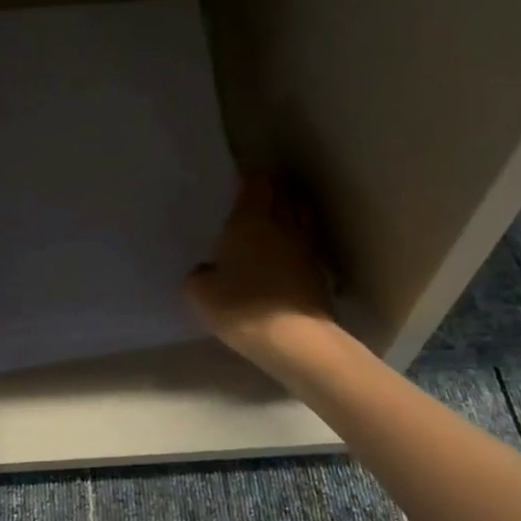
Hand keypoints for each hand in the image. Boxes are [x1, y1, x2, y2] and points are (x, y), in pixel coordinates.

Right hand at [186, 176, 334, 363]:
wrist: (294, 339)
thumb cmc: (240, 306)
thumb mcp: (200, 293)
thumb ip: (200, 274)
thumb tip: (207, 270)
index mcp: (250, 221)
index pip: (257, 184)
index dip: (251, 181)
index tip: (242, 185)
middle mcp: (282, 226)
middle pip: (285, 195)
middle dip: (275, 192)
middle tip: (259, 200)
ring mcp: (305, 249)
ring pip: (302, 218)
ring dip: (292, 214)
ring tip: (277, 222)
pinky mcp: (320, 274)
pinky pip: (308, 247)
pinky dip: (299, 245)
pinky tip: (287, 256)